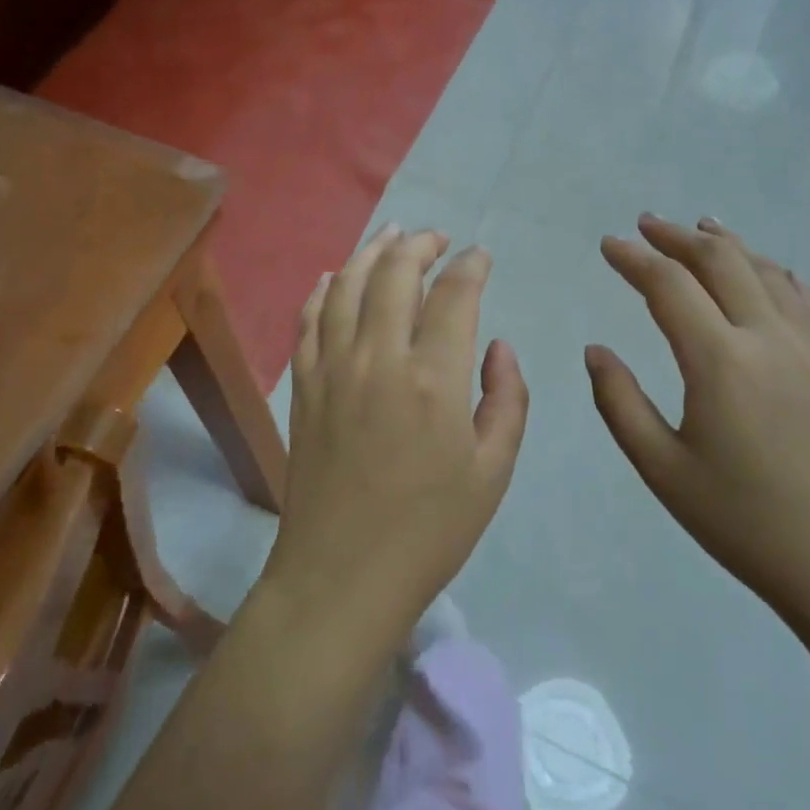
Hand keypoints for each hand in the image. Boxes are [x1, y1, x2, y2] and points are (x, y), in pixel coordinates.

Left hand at [261, 225, 529, 648]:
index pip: (454, 294)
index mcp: (433, 377)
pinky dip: (323, 289)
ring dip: (372, 251)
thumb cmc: (429, 530)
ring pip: (348, 285)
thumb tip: (497, 346)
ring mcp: (333, 366)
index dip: (470, 266)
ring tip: (391, 234)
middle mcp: (379, 356)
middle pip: (395, 273)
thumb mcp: (493, 471)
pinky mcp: (303, 384)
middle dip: (421, 245)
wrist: (342, 575)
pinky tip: (335, 276)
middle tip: (437, 238)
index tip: (480, 256)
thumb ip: (506, 399)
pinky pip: (309, 319)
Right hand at [586, 214, 809, 623]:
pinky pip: (801, 295)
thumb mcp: (662, 470)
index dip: (634, 258)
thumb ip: (619, 403)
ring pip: (763, 270)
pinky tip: (762, 267)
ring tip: (697, 226)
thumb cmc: (745, 523)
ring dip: (724, 243)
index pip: (669, 286)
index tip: (608, 244)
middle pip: (720, 261)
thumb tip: (596, 350)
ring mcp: (809, 347)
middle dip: (676, 237)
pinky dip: (771, 269)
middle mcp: (767, 338)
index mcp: (720, 362)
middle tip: (644, 225)